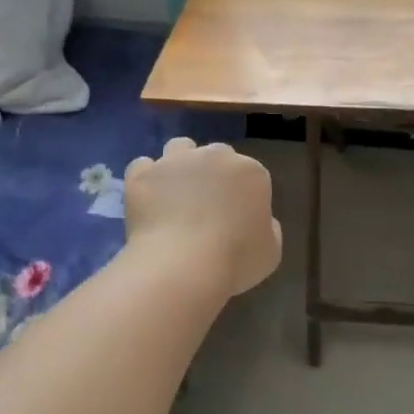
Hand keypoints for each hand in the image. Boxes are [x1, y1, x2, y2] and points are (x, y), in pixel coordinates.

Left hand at [124, 137, 281, 296]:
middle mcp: (214, 156)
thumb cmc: (236, 261)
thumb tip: (258, 219)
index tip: (236, 216)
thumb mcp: (271, 251)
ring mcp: (175, 161)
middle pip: (216, 155)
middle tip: (206, 205)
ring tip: (175, 193)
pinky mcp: (142, 174)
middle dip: (212, 173)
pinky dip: (147, 180)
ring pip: (179, 148)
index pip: (249, 173)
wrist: (183, 265)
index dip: (242, 193)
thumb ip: (268, 227)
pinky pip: (143, 167)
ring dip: (180, 165)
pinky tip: (149, 200)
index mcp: (250, 172)